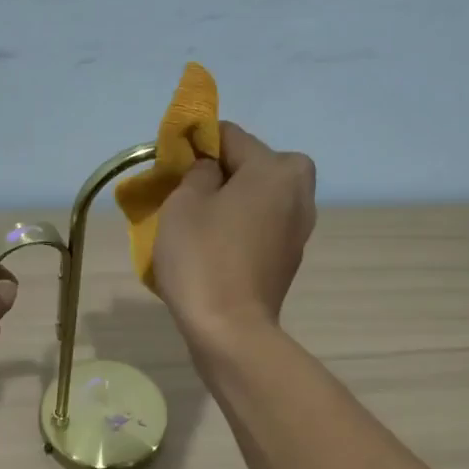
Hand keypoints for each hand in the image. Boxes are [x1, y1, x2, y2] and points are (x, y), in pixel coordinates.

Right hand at [154, 121, 316, 345]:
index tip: (170, 165)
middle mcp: (298, 192)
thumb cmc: (203, 259)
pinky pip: (261, 228)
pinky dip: (240, 230)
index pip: (229, 136)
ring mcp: (298, 229)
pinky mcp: (289, 259)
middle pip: (252, 167)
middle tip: (187, 197)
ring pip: (258, 199)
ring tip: (197, 226)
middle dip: (220, 175)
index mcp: (276, 169)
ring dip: (231, 204)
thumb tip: (210, 170)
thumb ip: (198, 172)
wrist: (229, 331)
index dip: (196, 145)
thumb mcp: (183, 203)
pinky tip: (215, 250)